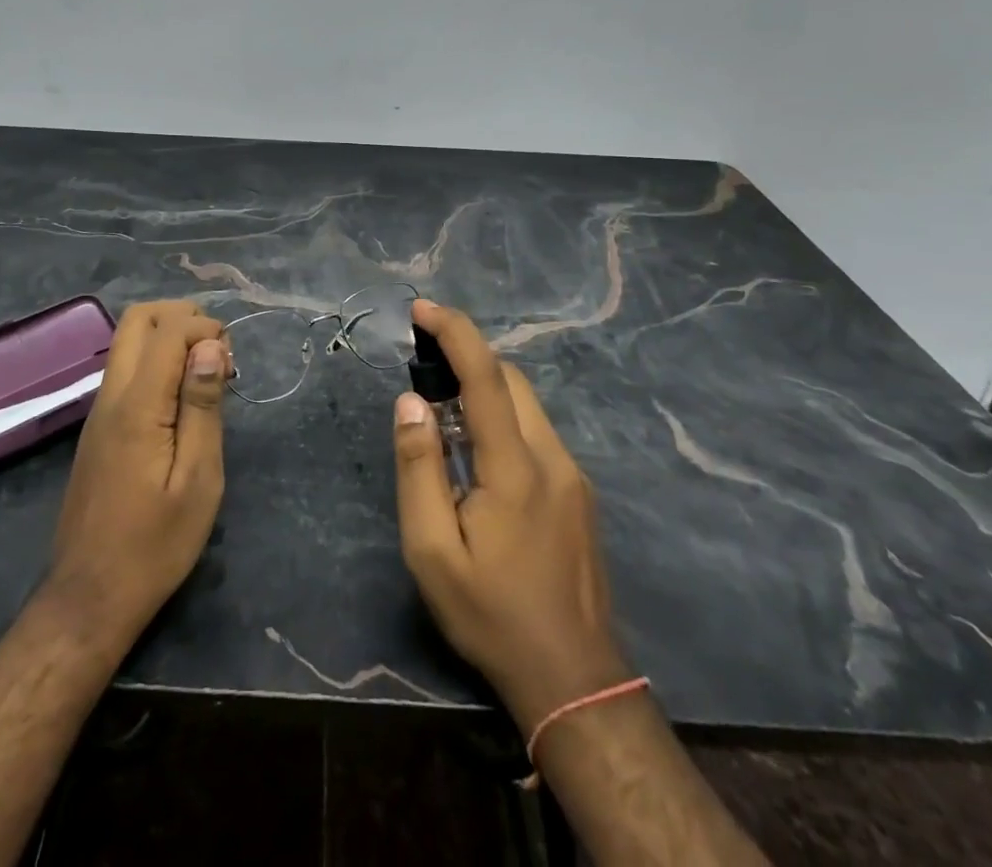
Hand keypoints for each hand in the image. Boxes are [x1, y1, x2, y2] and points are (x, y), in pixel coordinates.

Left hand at [47, 300, 230, 641]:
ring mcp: (99, 411)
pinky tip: (182, 401)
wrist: (90, 597)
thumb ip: (202, 406)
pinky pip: (126, 369)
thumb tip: (210, 345)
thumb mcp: (197, 479)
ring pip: (128, 341)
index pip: (167, 329)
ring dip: (169, 338)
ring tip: (206, 377)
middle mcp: (111, 396)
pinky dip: (157, 362)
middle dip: (183, 318)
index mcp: (137, 406)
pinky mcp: (98, 428)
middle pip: (138, 320)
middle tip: (217, 354)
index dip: (205, 328)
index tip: (231, 363)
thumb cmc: (155, 544)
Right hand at [393, 300, 629, 732]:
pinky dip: (503, 420)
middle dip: (468, 358)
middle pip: (512, 381)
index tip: (422, 309)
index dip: (455, 333)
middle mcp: (553, 458)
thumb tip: (411, 401)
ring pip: (528, 405)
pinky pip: (537, 434)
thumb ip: (419, 469)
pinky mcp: (580, 493)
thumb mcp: (433, 551)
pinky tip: (478, 458)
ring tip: (443, 416)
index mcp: (516, 468)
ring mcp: (574, 476)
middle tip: (423, 368)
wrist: (575, 681)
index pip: (486, 377)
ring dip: (485, 391)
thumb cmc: (491, 615)